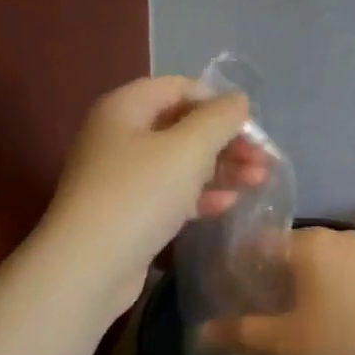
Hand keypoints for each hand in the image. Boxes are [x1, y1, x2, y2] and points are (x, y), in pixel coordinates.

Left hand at [41, 76, 270, 316]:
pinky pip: (169, 195)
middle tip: (264, 159)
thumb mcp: (187, 149)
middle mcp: (119, 137)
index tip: (251, 126)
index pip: (178, 88)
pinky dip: (199, 196)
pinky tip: (229, 204)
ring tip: (259, 181)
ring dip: (220, 169)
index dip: (217, 101)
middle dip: (225, 140)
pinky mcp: (128, 214)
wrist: (90, 266)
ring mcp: (121, 178)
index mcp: (125, 108)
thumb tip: (238, 100)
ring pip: (179, 164)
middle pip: (181, 127)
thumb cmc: (139, 195)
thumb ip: (218, 119)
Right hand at [197, 227, 354, 354]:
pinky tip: (317, 320)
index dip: (235, 274)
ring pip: (310, 264)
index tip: (225, 302)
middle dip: (263, 281)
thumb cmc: (345, 343)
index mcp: (307, 242)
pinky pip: (334, 273)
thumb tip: (199, 335)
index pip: (255, 246)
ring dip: (291, 288)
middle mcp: (334, 236)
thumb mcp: (285, 342)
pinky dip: (318, 290)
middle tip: (249, 316)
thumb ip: (240, 334)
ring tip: (280, 322)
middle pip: (282, 253)